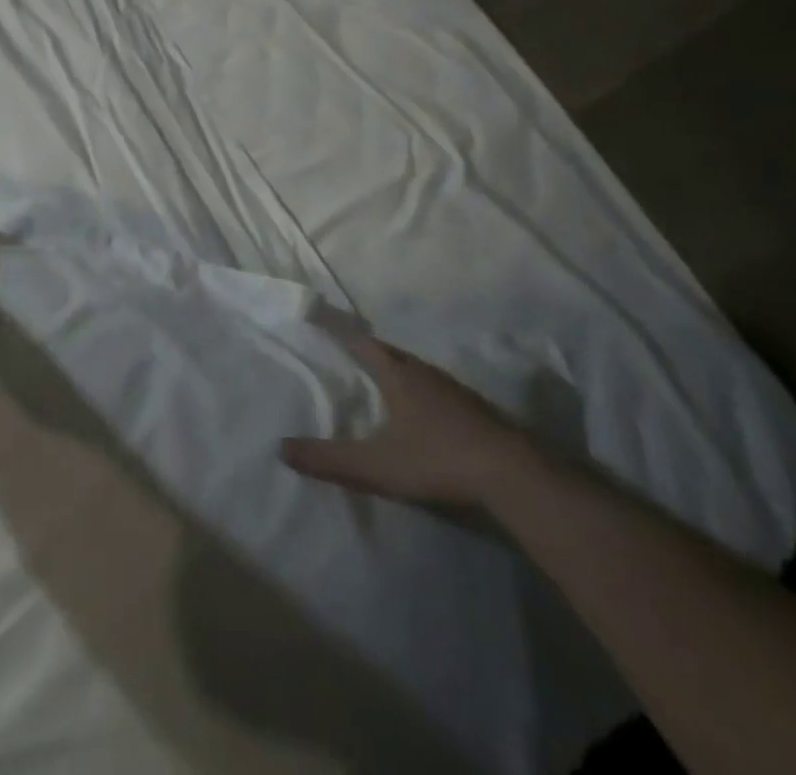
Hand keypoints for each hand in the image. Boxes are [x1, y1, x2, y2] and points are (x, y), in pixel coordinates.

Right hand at [280, 330, 532, 507]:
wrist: (514, 475)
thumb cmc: (438, 458)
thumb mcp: (376, 465)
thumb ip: (329, 459)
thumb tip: (281, 447)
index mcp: (398, 375)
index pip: (362, 343)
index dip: (341, 331)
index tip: (322, 319)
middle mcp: (425, 373)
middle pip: (390, 354)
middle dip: (368, 351)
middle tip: (348, 354)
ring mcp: (455, 391)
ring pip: (417, 372)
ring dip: (397, 372)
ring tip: (381, 382)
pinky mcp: (477, 412)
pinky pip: (438, 391)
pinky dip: (422, 393)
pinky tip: (423, 414)